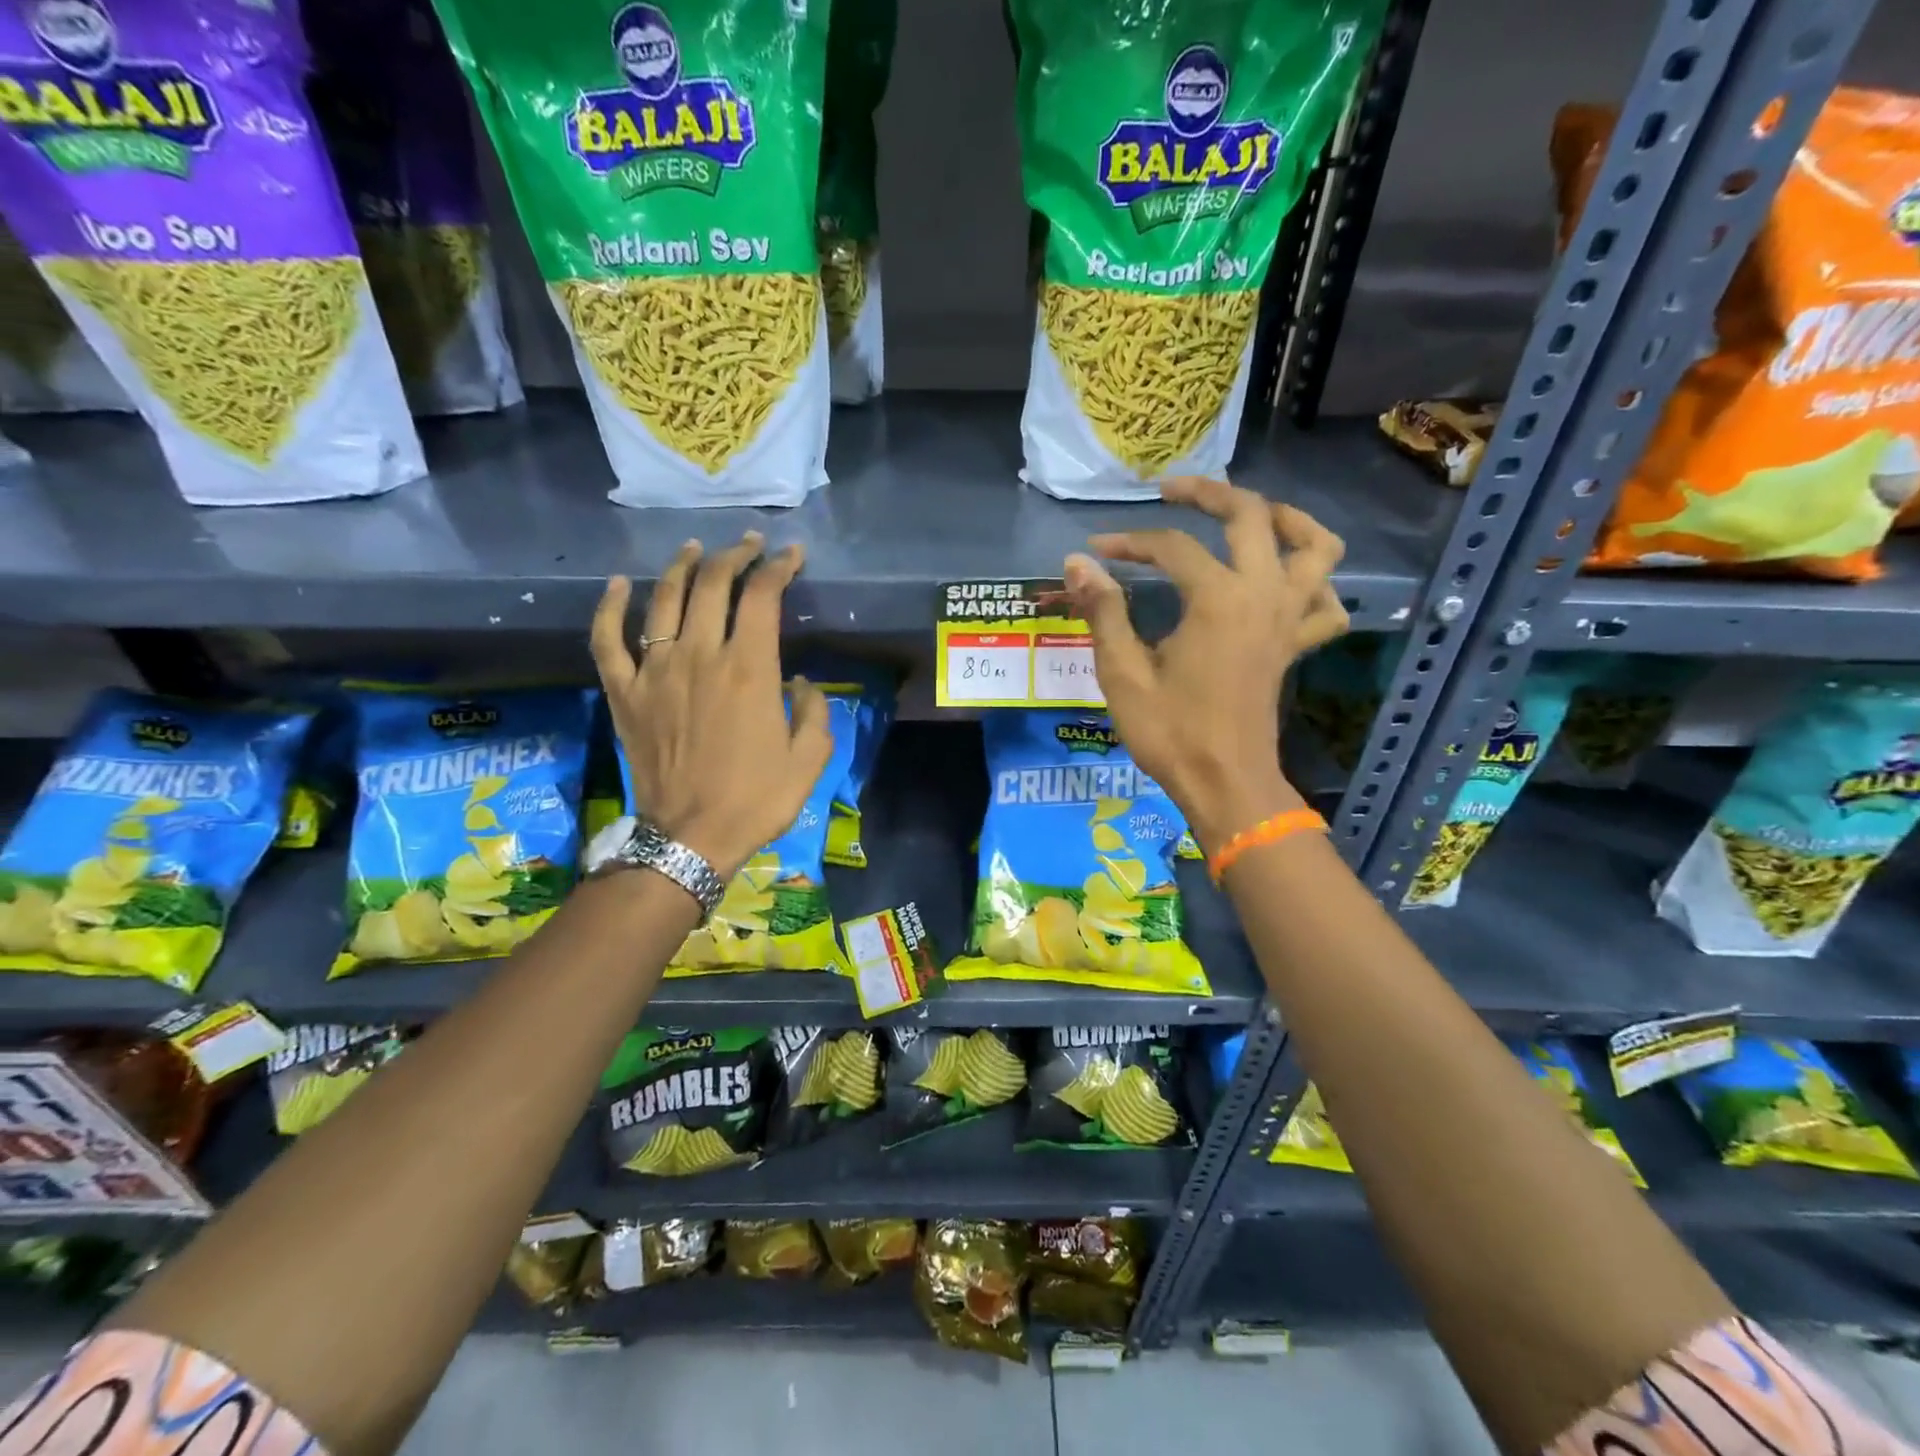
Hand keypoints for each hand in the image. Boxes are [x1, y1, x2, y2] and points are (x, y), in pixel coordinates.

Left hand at [592, 532, 832, 879]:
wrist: (691, 838)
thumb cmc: (757, 799)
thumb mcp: (810, 759)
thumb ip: (814, 710)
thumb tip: (798, 681)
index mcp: (750, 669)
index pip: (762, 596)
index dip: (778, 567)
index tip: (790, 555)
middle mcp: (700, 656)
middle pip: (712, 584)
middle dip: (735, 555)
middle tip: (748, 544)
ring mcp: (655, 672)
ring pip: (663, 599)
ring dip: (681, 566)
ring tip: (694, 548)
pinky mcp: (624, 693)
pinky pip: (607, 640)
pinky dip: (609, 608)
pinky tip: (617, 585)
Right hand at [1063, 478, 1348, 853]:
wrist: (1225, 784)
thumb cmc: (1171, 733)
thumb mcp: (1123, 673)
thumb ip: (1104, 611)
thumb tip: (1078, 562)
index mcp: (1217, 599)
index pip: (1172, 547)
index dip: (1129, 541)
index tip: (1096, 550)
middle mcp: (1263, 595)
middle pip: (1251, 516)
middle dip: (1209, 494)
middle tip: (1172, 493)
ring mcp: (1288, 619)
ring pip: (1315, 547)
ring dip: (1287, 519)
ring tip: (1252, 515)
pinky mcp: (1295, 646)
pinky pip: (1326, 603)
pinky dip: (1316, 583)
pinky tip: (1286, 582)